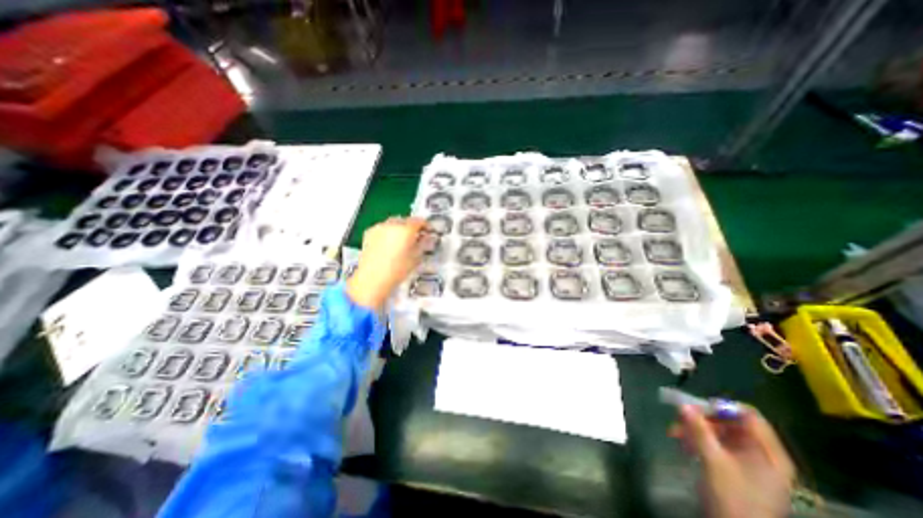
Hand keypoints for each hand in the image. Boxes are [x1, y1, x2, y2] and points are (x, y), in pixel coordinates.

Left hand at [347, 216, 429, 310]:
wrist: (372, 279)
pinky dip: (387, 232)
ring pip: (393, 223)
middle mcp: (392, 224)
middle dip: (411, 226)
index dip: (425, 225)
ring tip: (401, 241)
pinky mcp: (369, 232)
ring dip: (399, 228)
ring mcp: (379, 227)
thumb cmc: (397, 270)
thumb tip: (427, 237)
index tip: (428, 231)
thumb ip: (423, 244)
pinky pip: (382, 228)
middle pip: (405, 220)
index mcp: (406, 230)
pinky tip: (388, 244)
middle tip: (415, 237)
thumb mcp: (416, 258)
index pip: (419, 221)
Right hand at [673, 406, 792, 517]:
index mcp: (769, 453)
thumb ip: (699, 430)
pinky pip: (715, 444)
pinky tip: (682, 443)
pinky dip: (698, 439)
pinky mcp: (735, 467)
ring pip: (719, 432)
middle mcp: (762, 453)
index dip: (722, 407)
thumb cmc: (733, 497)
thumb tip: (682, 404)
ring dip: (695, 429)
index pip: (748, 415)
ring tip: (674, 433)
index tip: (696, 406)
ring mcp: (749, 461)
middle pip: (730, 422)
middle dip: (702, 419)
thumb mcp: (713, 460)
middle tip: (679, 418)